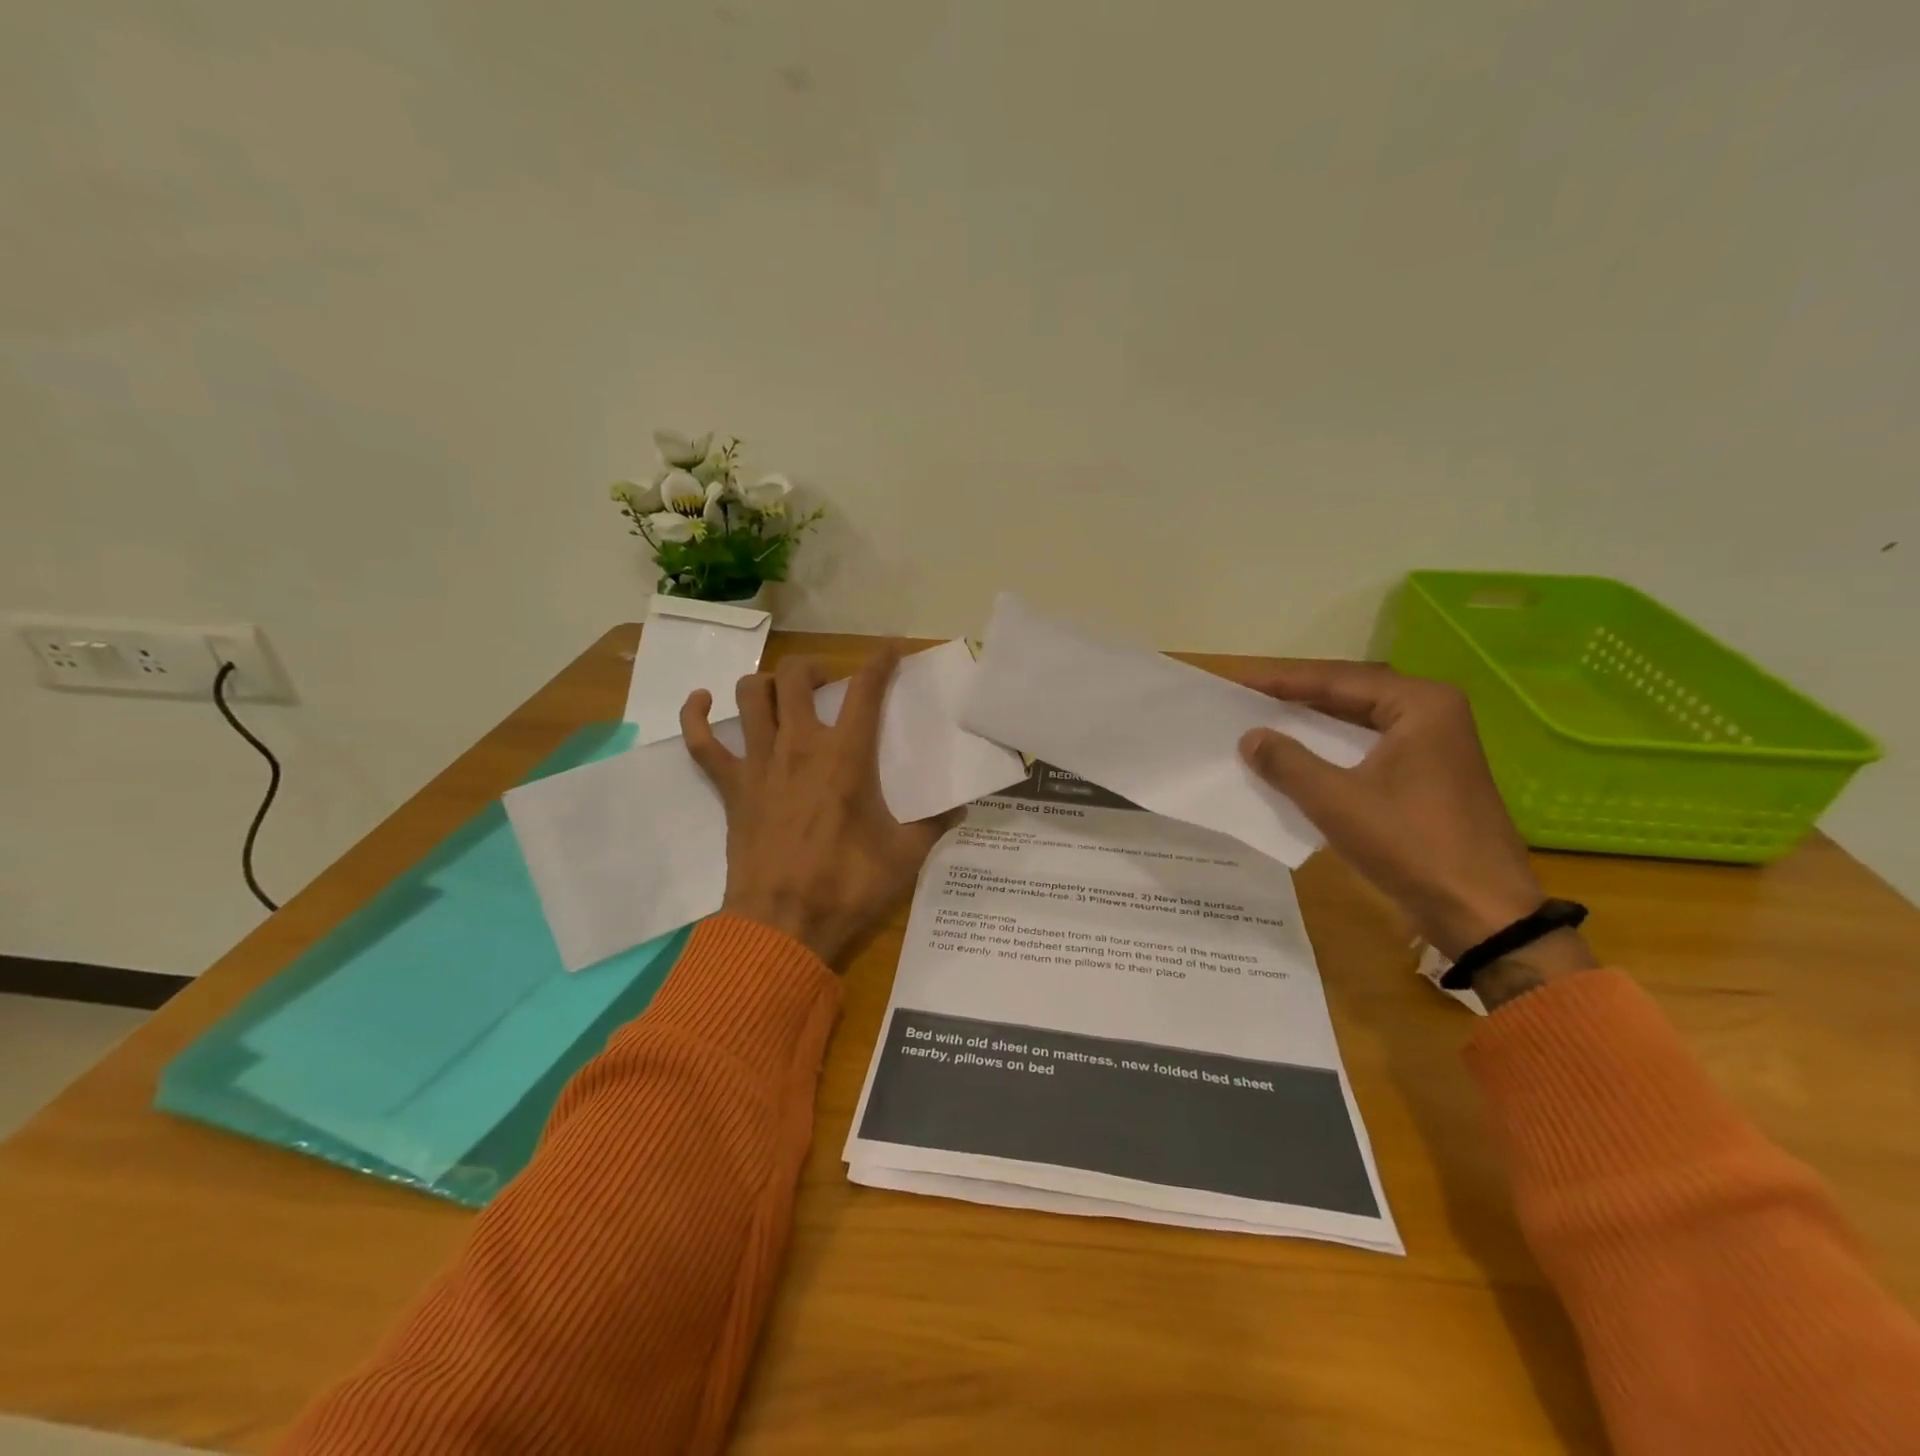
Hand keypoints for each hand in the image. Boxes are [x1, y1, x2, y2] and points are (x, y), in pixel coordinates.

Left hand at [681, 650, 960, 965]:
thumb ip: (936, 826)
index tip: (892, 648)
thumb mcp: (906, 856)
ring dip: (765, 684)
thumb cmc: (848, 886)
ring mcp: (758, 763)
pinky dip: (695, 716)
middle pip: (795, 676)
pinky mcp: (731, 787)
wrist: (784, 923)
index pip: (866, 690)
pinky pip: (700, 741)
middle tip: (828, 685)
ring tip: (781, 695)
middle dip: (814, 668)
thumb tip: (962, 810)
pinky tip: (701, 702)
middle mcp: (799, 745)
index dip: (881, 660)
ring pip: (749, 695)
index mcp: (846, 756)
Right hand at [1238, 663, 1595, 997]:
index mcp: (1420, 705)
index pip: (1338, 680)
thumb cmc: (1410, 845)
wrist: (1480, 911)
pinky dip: (1334, 751)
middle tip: (1249, 698)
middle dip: (1299, 697)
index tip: (1240, 681)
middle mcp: (1433, 714)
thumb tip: (1250, 737)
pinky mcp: (1430, 776)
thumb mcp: (1336, 801)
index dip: (1283, 680)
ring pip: (1360, 723)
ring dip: (1314, 725)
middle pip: (1351, 695)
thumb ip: (1287, 762)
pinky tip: (1301, 760)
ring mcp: (1435, 746)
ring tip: (1266, 723)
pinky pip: (1370, 749)